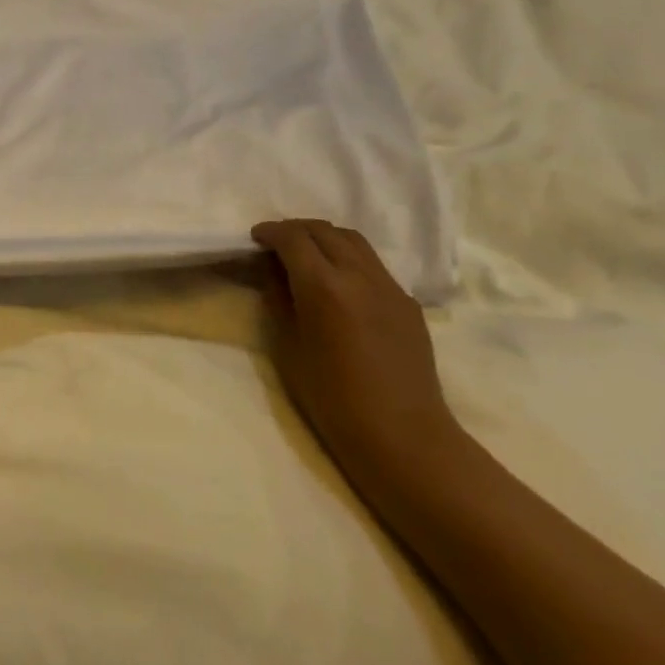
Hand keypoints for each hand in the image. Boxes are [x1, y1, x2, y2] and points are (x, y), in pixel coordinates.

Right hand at [250, 220, 462, 489]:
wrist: (402, 435)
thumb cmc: (332, 398)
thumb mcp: (288, 346)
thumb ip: (278, 298)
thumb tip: (272, 270)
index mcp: (324, 286)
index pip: (293, 238)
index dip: (271, 232)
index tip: (256, 238)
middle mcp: (359, 275)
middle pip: (324, 230)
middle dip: (296, 230)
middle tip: (277, 243)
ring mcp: (390, 286)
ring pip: (353, 240)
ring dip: (325, 238)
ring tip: (308, 255)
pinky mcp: (408, 302)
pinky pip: (373, 264)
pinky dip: (349, 258)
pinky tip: (339, 283)